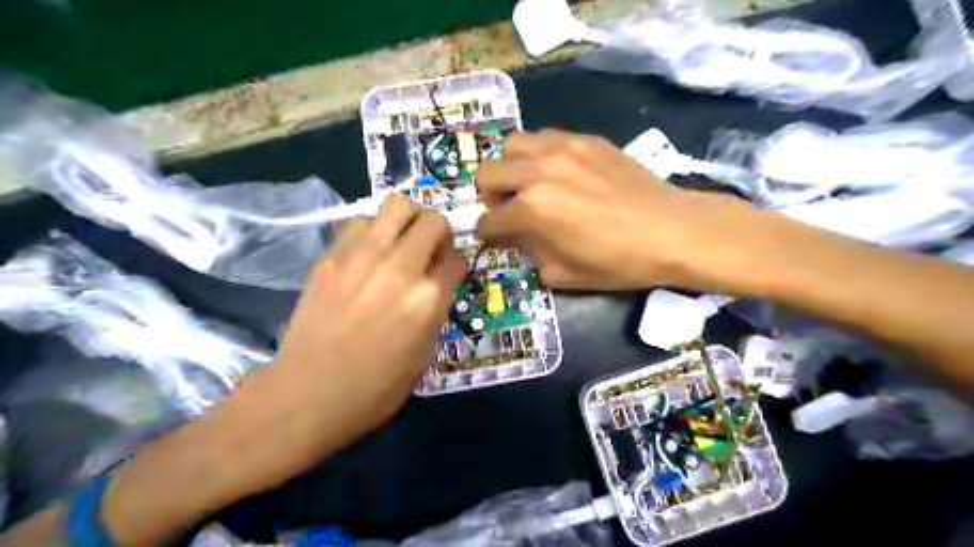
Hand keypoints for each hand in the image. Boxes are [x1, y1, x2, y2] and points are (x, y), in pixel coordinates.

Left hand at [247, 194, 464, 469]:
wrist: (307, 394)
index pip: (456, 259)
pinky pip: (360, 223)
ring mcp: (362, 256)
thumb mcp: (425, 355)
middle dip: (439, 233)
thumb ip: (436, 311)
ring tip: (399, 244)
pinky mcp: (331, 256)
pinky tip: (367, 255)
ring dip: (406, 222)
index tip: (449, 271)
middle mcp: (400, 267)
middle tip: (429, 251)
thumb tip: (437, 285)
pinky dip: (373, 232)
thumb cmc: (375, 387)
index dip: (456, 264)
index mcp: (428, 298)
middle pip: (432, 221)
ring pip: (397, 206)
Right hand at [477, 129, 756, 290]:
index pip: (489, 220)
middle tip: (507, 208)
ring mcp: (563, 148)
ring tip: (528, 184)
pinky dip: (538, 155)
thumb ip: (530, 253)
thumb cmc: (618, 261)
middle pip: (487, 172)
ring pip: (512, 144)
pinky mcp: (586, 139)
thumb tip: (520, 237)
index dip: (488, 234)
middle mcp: (539, 171)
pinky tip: (557, 172)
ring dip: (510, 167)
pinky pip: (545, 137)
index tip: (495, 238)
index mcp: (533, 209)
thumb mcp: (562, 274)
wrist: (672, 230)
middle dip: (489, 196)